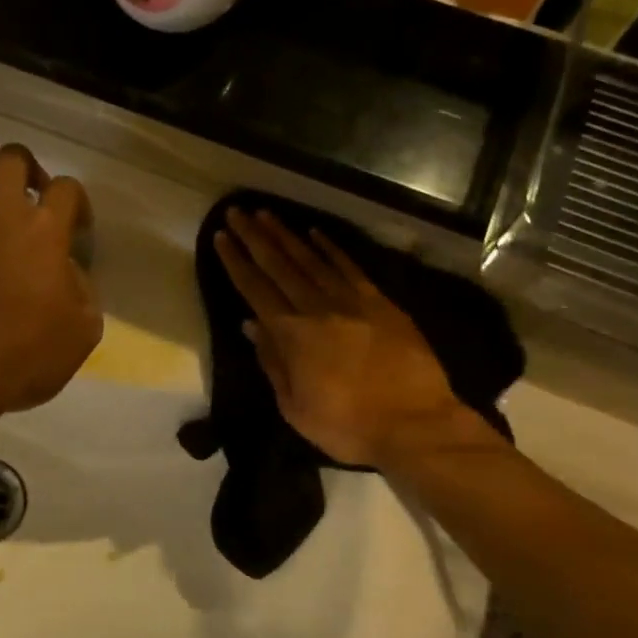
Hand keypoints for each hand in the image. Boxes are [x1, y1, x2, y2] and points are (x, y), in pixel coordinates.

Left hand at [0, 144, 101, 427]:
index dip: (77, 203)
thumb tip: (65, 270)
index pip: (67, 188)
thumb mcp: (81, 331)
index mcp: (41, 230)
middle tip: (29, 201)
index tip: (76, 228)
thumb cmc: (24, 357)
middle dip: (25, 170)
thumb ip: (81, 288)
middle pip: (11, 158)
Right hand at [214, 209, 477, 466]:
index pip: (255, 289)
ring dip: (287, 235)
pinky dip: (331, 248)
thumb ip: (272, 363)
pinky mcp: (381, 303)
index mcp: (292, 335)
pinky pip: (350, 268)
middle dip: (255, 237)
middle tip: (237, 210)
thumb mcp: (295, 407)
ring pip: (312, 260)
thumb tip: (251, 325)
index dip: (236, 261)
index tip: (221, 236)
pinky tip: (316, 233)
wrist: (416, 425)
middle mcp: (317, 309)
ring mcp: (352, 302)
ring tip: (267, 214)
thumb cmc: (347, 426)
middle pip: (279, 266)